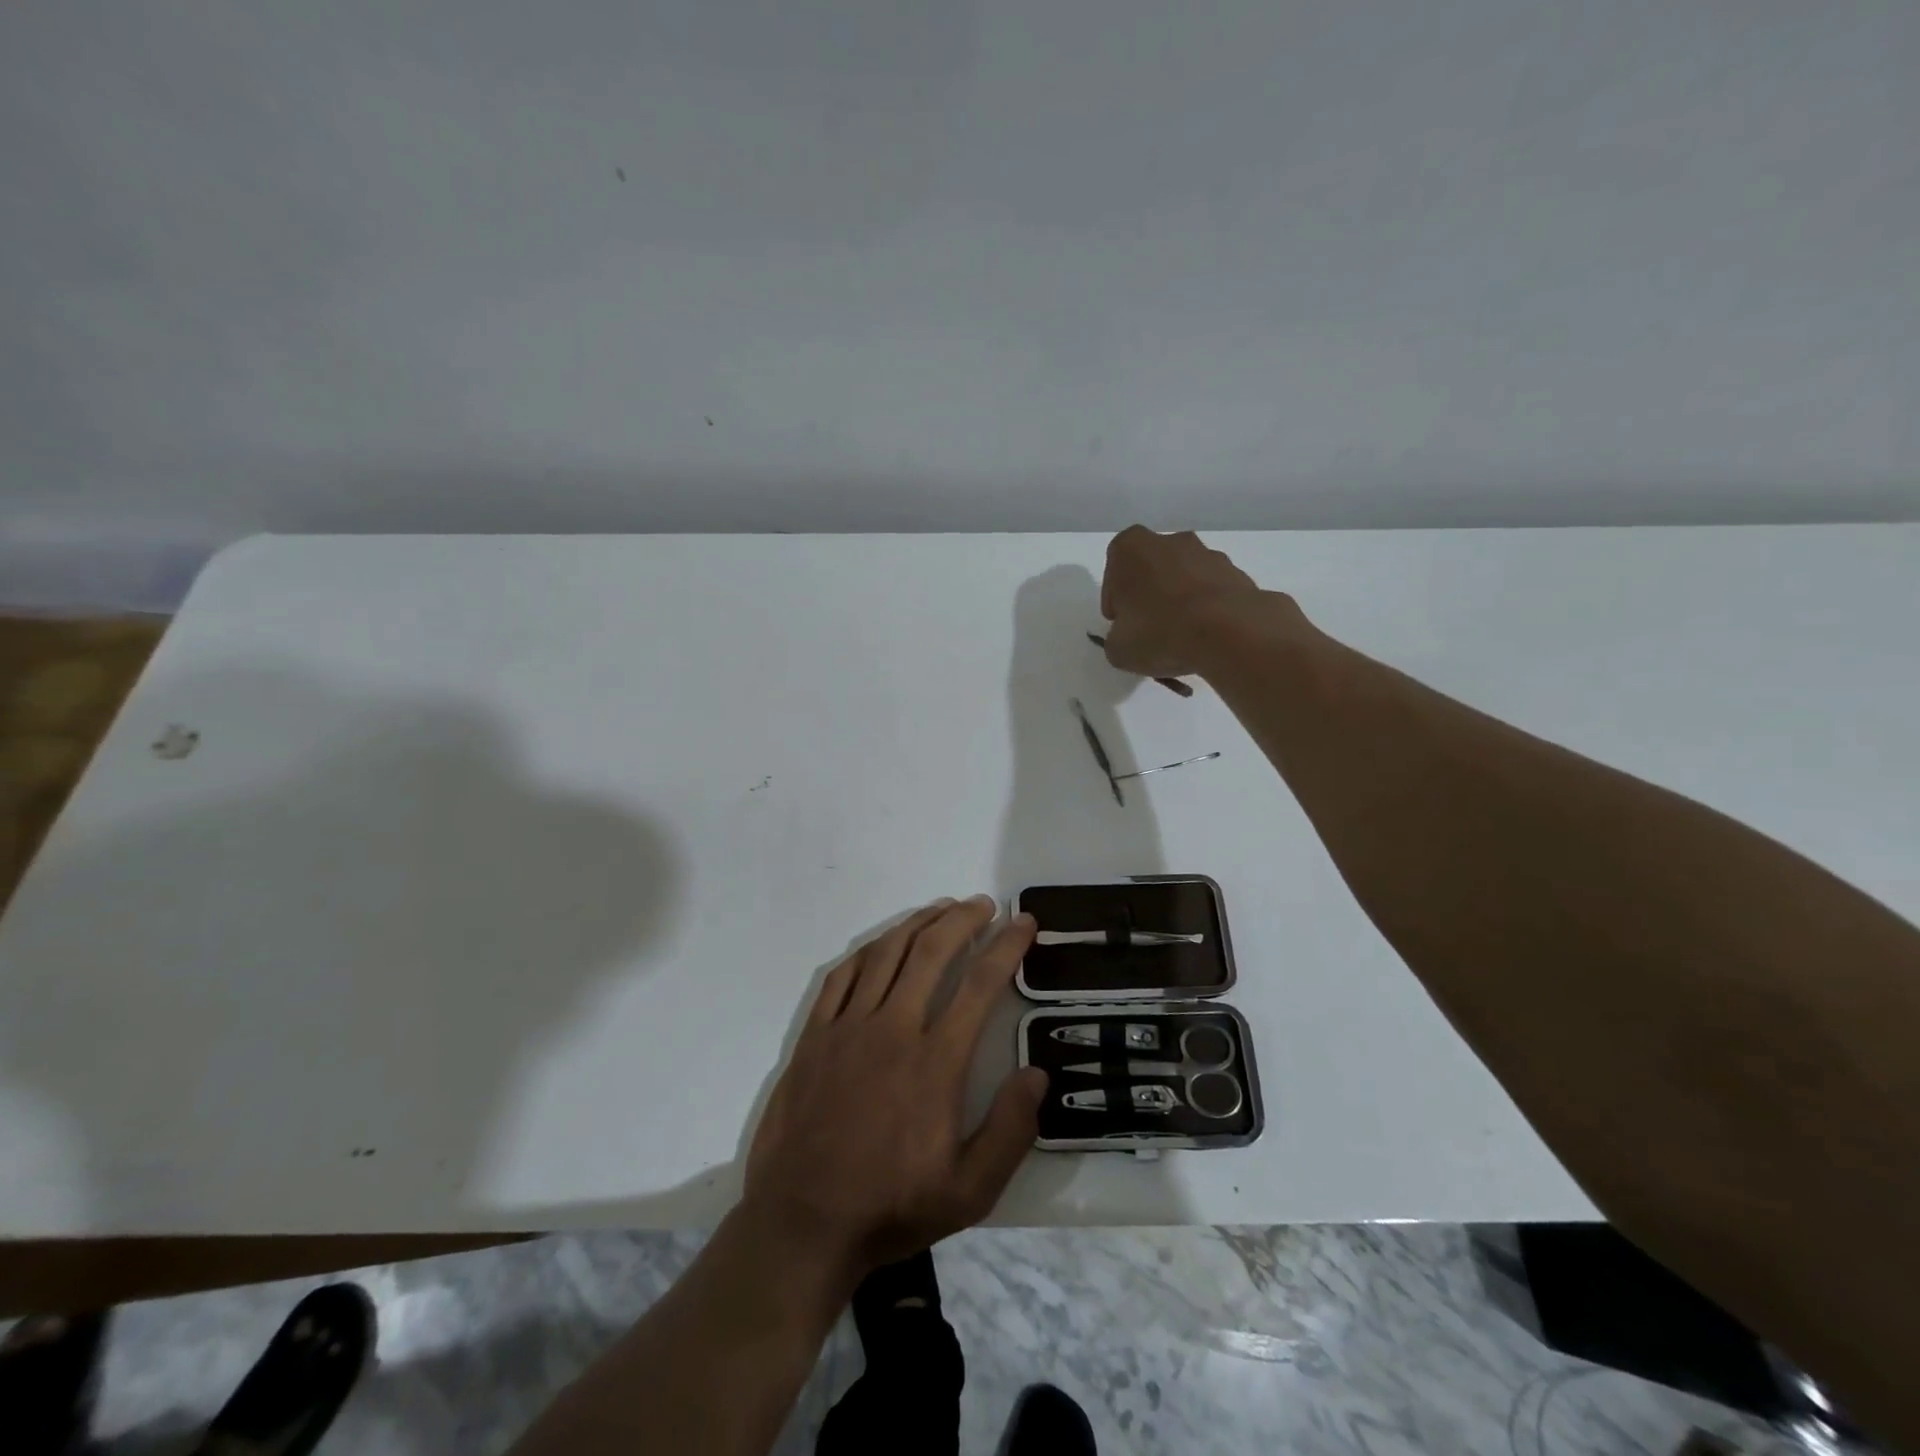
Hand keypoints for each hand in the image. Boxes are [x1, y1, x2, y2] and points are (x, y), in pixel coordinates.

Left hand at [743, 897, 1045, 1277]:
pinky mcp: (815, 1035)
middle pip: (932, 952)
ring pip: (887, 953)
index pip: (980, 984)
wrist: (802, 1223)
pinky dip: (868, 949)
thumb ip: (1010, 1130)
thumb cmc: (891, 1206)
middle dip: (963, 920)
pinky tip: (883, 943)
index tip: (1024, 923)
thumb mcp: (969, 1191)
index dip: (1007, 946)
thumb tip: (1037, 1073)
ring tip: (941, 909)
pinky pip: (843, 975)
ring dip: (918, 923)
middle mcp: (893, 1028)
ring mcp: (848, 1027)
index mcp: (935, 1061)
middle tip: (984, 905)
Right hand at [1100, 526, 1283, 678]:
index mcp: (1131, 548)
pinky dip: (1207, 610)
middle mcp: (1170, 541)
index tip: (1122, 623)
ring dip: (1180, 602)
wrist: (1228, 632)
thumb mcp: (1118, 649)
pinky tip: (1206, 638)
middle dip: (1150, 596)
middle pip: (1152, 570)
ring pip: (1184, 579)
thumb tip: (1127, 640)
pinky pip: (1212, 593)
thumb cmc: (1159, 631)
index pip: (1114, 571)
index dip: (1116, 600)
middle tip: (1150, 630)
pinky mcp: (1237, 573)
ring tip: (1182, 639)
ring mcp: (1208, 554)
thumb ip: (1117, 639)